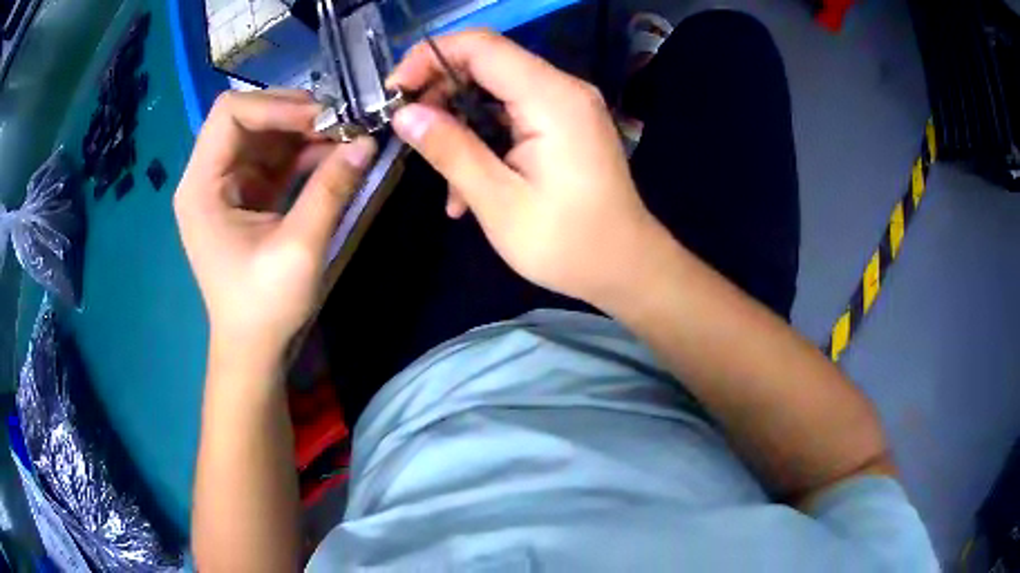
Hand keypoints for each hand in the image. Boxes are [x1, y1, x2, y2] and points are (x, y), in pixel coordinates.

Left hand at [174, 90, 375, 358]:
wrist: (253, 347)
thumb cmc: (264, 306)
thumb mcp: (299, 249)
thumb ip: (330, 190)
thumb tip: (367, 142)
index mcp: (201, 186)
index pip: (230, 114)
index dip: (276, 106)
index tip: (323, 119)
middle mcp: (207, 177)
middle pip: (247, 117)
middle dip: (294, 114)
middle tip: (341, 124)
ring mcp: (226, 185)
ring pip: (264, 133)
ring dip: (304, 131)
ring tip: (345, 138)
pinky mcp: (245, 195)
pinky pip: (273, 157)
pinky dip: (303, 152)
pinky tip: (333, 157)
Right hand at [388, 30, 661, 305]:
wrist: (625, 268)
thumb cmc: (568, 244)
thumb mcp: (499, 202)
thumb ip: (451, 150)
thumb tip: (405, 115)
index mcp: (552, 97)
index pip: (480, 46)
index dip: (429, 57)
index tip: (394, 93)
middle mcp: (562, 89)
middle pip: (486, 62)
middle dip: (438, 91)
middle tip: (408, 133)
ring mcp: (565, 105)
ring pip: (493, 91)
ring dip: (458, 124)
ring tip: (440, 176)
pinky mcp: (563, 124)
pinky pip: (511, 114)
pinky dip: (483, 139)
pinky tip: (467, 188)